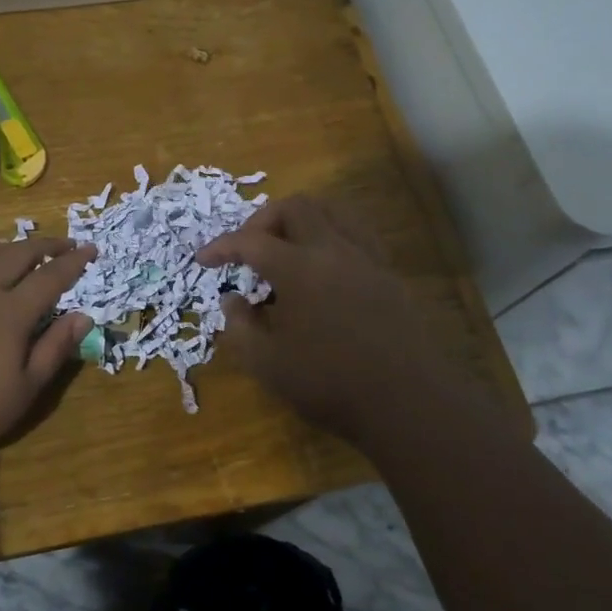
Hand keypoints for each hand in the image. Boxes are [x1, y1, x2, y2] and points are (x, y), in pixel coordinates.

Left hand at [0, 239, 94, 465]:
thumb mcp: (22, 392)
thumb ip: (54, 350)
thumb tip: (84, 317)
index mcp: (11, 311)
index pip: (51, 276)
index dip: (74, 261)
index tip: (91, 250)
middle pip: (18, 253)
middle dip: (45, 245)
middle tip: (64, 243)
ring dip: (10, 246)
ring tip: (22, 248)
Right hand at [196, 196, 448, 437]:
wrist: (408, 403)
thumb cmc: (329, 383)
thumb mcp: (267, 364)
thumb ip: (240, 326)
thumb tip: (231, 300)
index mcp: (299, 268)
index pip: (251, 241)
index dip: (221, 246)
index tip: (203, 260)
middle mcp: (333, 251)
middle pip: (295, 207)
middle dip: (263, 221)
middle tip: (248, 250)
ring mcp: (367, 259)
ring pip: (333, 211)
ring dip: (302, 220)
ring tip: (286, 248)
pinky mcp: (388, 275)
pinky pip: (358, 234)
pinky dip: (332, 236)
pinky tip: (324, 267)